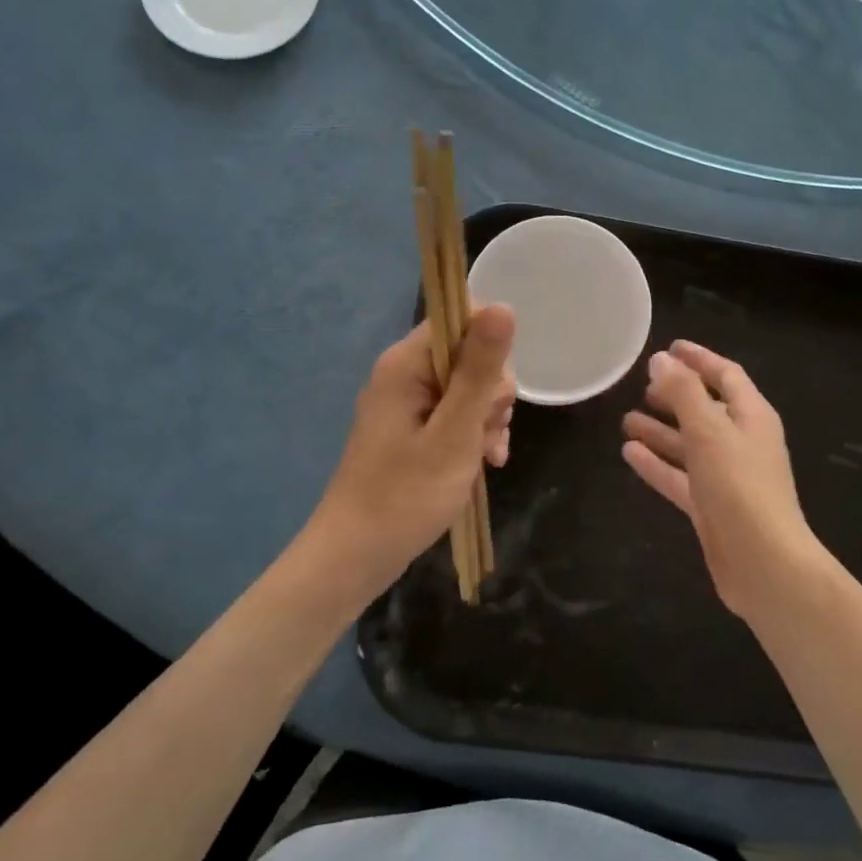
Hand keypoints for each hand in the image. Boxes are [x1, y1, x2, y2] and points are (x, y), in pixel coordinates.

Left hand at [311, 305, 515, 586]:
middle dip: (491, 394)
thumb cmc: (407, 494)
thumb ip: (480, 370)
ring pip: (468, 389)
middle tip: (484, 434)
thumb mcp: (455, 432)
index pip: (461, 320)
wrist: (357, 554)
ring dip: (487, 420)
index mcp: (406, 363)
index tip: (493, 394)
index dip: (490, 349)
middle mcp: (404, 373)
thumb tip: (504, 306)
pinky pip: (455, 415)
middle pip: (469, 356)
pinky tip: (484, 464)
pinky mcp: (412, 429)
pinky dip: (473, 436)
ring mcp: (407, 403)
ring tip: (484, 458)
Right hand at [621, 341, 822, 618]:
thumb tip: (660, 359)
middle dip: (675, 396)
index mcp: (751, 416)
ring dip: (661, 430)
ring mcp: (726, 476)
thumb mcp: (708, 430)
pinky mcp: (711, 506)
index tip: (668, 348)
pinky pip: (680, 476)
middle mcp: (741, 442)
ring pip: (689, 444)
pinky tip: (629, 453)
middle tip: (641, 387)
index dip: (699, 360)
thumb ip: (683, 392)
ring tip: (625, 419)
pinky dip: (657, 463)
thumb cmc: (739, 486)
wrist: (763, 562)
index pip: (726, 375)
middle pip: (705, 409)